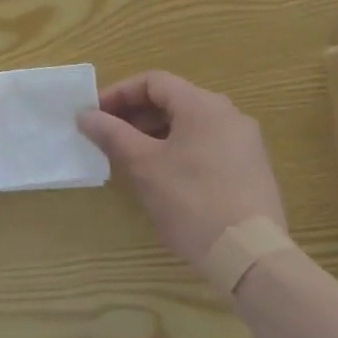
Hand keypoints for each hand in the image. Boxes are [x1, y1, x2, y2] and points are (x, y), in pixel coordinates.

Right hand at [78, 71, 285, 269]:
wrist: (250, 256)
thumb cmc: (191, 200)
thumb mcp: (143, 165)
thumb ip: (112, 134)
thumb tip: (86, 115)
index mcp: (203, 105)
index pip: (153, 82)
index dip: (119, 93)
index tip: (95, 114)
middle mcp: (228, 115)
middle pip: (173, 100)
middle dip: (135, 114)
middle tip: (106, 136)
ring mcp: (245, 143)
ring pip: (190, 125)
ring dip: (155, 133)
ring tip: (130, 157)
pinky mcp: (251, 170)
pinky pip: (207, 146)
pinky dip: (178, 150)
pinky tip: (162, 176)